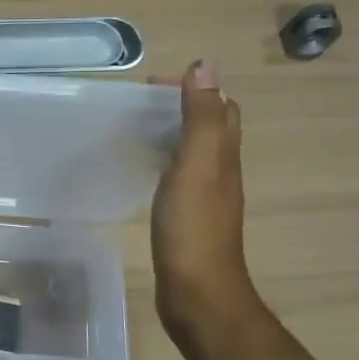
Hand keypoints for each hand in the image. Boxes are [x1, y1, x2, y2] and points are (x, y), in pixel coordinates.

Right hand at [151, 59, 258, 340]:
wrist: (197, 294)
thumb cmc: (194, 229)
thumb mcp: (196, 165)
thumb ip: (201, 117)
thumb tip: (206, 65)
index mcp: (224, 156)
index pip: (221, 108)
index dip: (194, 88)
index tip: (151, 85)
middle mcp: (220, 172)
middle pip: (210, 128)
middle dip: (182, 106)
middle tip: (139, 104)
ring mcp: (205, 197)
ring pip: (194, 152)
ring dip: (172, 133)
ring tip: (134, 128)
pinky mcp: (188, 218)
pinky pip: (178, 177)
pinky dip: (162, 161)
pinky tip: (141, 169)